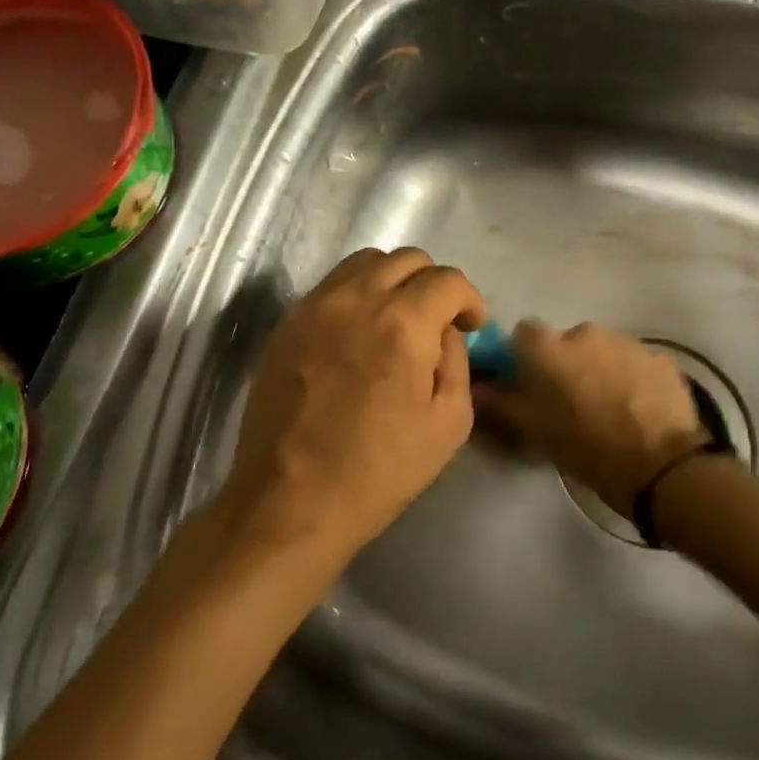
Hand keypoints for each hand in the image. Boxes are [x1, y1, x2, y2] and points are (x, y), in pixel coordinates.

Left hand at [218, 248, 486, 566]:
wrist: (290, 500)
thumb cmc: (378, 471)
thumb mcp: (448, 424)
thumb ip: (457, 361)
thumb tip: (445, 331)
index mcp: (403, 323)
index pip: (448, 280)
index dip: (469, 299)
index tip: (471, 326)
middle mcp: (357, 299)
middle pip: (407, 259)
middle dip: (433, 284)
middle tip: (437, 321)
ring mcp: (315, 306)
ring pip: (365, 262)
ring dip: (392, 280)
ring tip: (396, 318)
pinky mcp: (287, 323)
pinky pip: (331, 286)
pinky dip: (356, 294)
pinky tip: (357, 333)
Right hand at [473, 321, 702, 515]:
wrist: (660, 466)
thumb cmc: (585, 447)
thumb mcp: (533, 430)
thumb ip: (499, 402)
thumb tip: (475, 387)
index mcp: (549, 347)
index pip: (524, 334)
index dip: (525, 357)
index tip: (530, 383)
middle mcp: (585, 332)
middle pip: (567, 341)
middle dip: (567, 364)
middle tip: (573, 401)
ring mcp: (627, 342)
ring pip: (603, 350)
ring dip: (601, 369)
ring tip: (610, 407)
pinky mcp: (661, 358)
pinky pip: (636, 362)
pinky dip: (633, 378)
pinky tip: (640, 409)